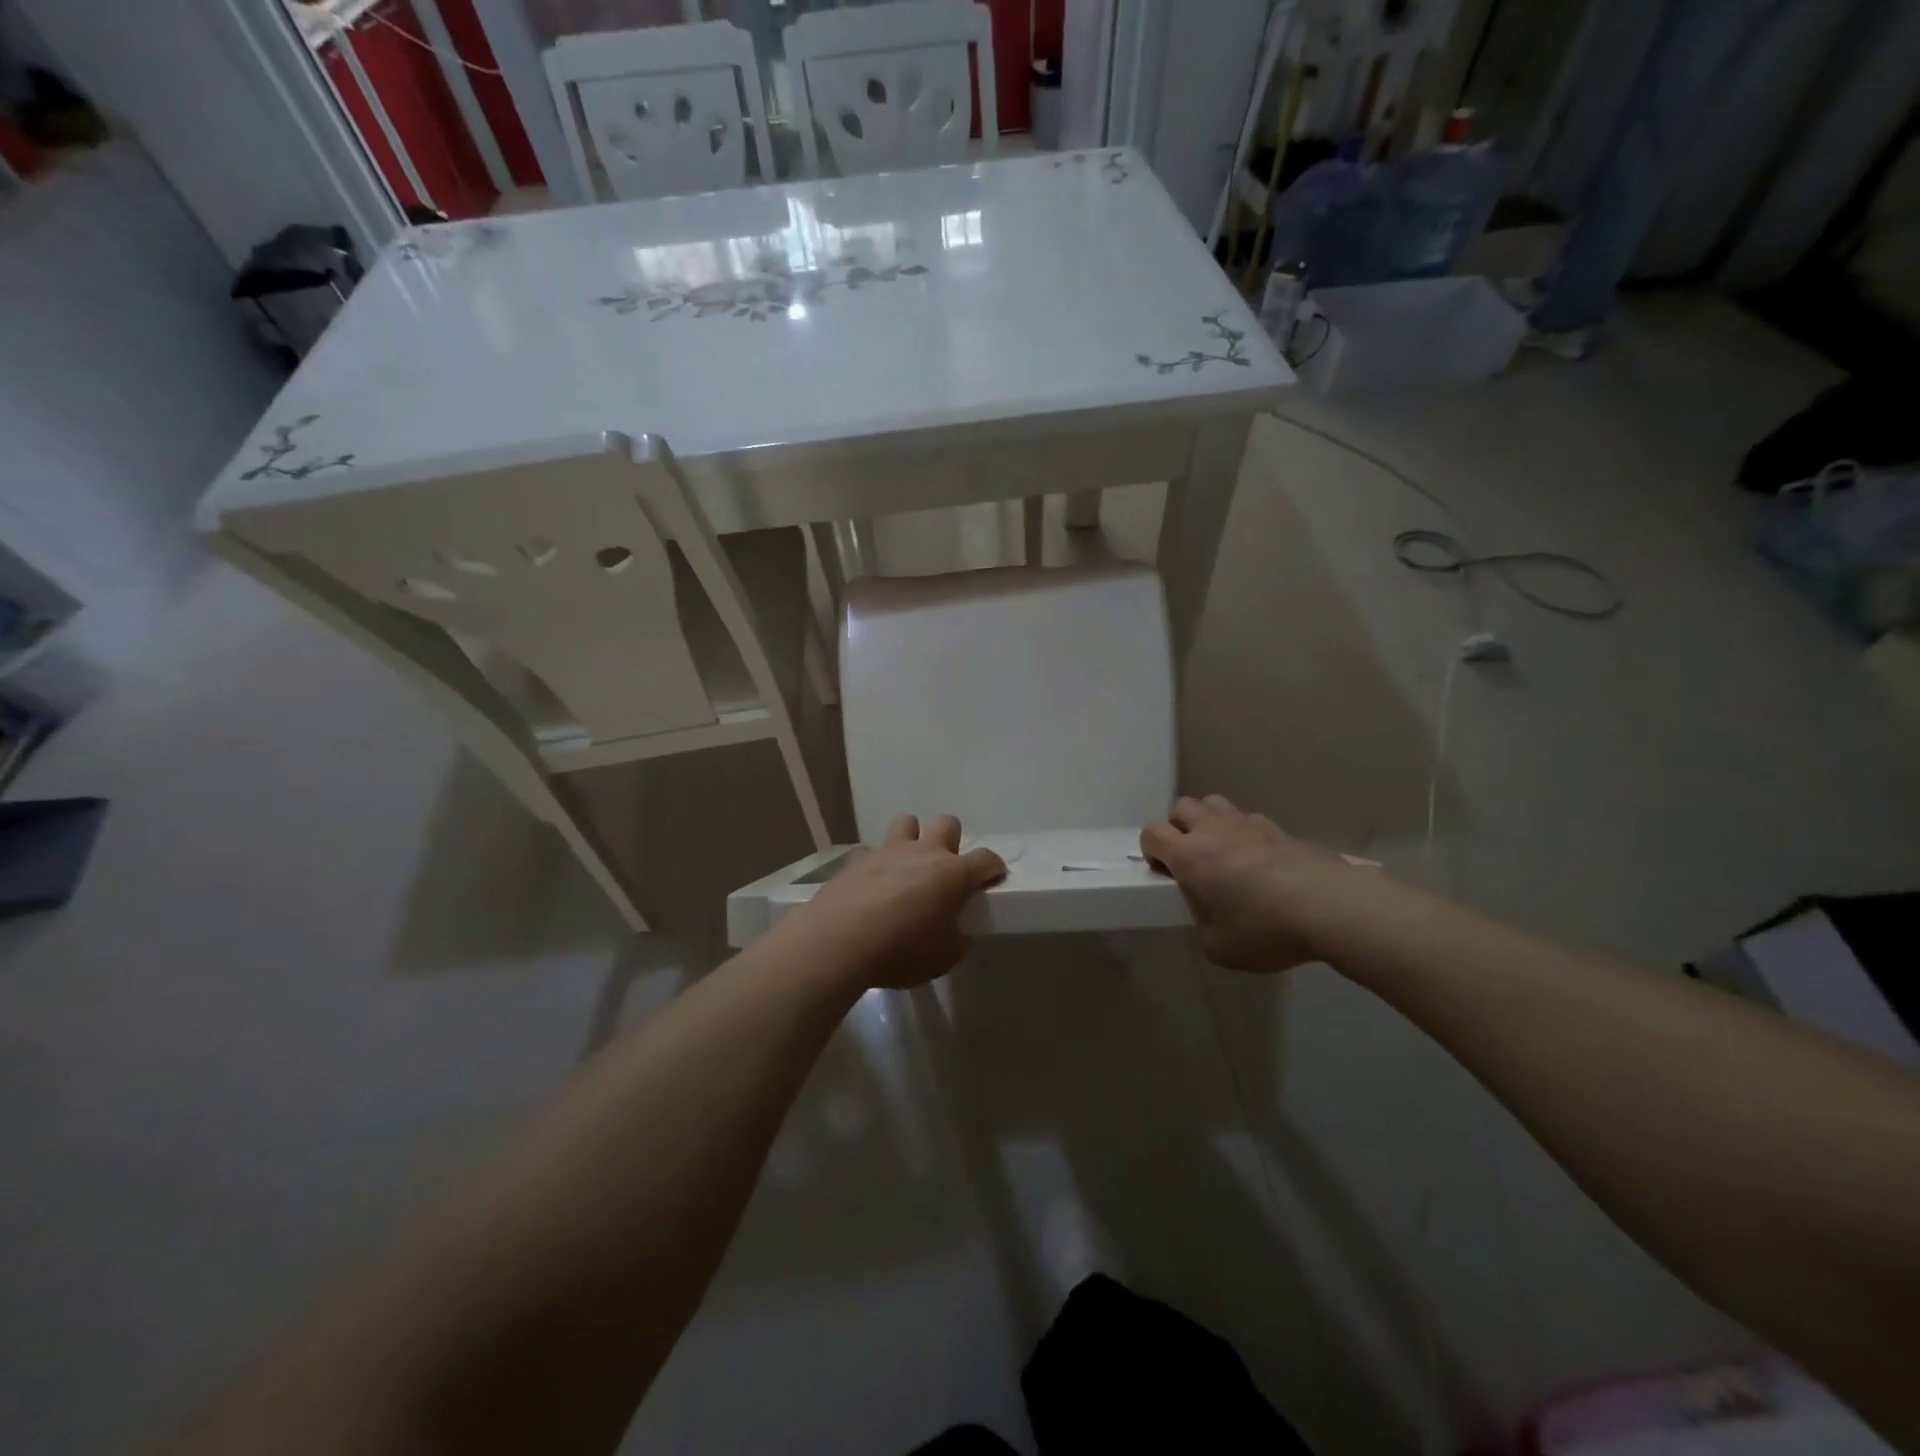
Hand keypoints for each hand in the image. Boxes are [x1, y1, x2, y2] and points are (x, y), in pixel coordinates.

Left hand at [780, 814, 1005, 990]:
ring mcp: (888, 850)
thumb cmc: (901, 951)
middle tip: (944, 870)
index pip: (986, 859)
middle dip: (950, 840)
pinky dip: (874, 863)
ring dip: (911, 839)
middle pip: (947, 823)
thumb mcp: (944, 957)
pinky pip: (870, 851)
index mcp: (953, 874)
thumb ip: (956, 938)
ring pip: (906, 822)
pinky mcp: (856, 859)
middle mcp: (923, 852)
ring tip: (906, 866)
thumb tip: (954, 931)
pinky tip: (870, 884)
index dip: (993, 868)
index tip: (992, 879)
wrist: (839, 942)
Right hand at [1141, 795, 1363, 971]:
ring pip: (1215, 803)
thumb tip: (1210, 918)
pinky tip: (1261, 862)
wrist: (1330, 907)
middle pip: (1181, 807)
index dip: (1151, 850)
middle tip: (1190, 858)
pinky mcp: (1281, 830)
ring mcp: (1249, 825)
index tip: (1164, 872)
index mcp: (1189, 855)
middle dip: (1178, 827)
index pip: (1152, 833)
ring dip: (1209, 821)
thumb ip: (1203, 927)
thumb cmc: (1264, 928)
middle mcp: (1213, 830)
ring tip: (1222, 851)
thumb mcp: (1219, 948)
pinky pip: (1250, 821)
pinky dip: (1246, 834)